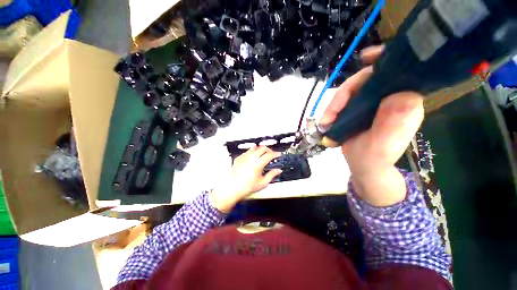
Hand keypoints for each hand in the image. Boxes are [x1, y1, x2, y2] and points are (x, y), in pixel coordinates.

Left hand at [209, 146, 281, 211]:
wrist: (233, 188)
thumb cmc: (247, 187)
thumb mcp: (263, 183)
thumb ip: (272, 175)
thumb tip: (278, 170)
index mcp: (258, 164)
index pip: (269, 155)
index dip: (276, 154)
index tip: (278, 154)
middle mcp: (251, 158)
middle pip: (262, 148)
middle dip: (269, 150)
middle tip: (271, 154)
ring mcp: (244, 157)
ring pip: (254, 147)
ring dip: (260, 149)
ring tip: (262, 154)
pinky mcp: (239, 158)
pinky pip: (247, 151)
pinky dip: (252, 152)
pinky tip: (252, 158)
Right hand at [320, 45, 423, 178]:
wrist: (364, 167)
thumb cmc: (374, 160)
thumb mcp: (382, 147)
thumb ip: (392, 126)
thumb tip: (400, 95)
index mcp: (404, 103)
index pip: (398, 72)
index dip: (384, 60)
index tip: (364, 58)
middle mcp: (390, 97)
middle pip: (366, 80)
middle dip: (344, 93)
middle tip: (330, 114)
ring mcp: (372, 102)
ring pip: (351, 90)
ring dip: (334, 104)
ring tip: (325, 122)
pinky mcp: (359, 108)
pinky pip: (344, 100)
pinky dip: (332, 109)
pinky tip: (327, 121)